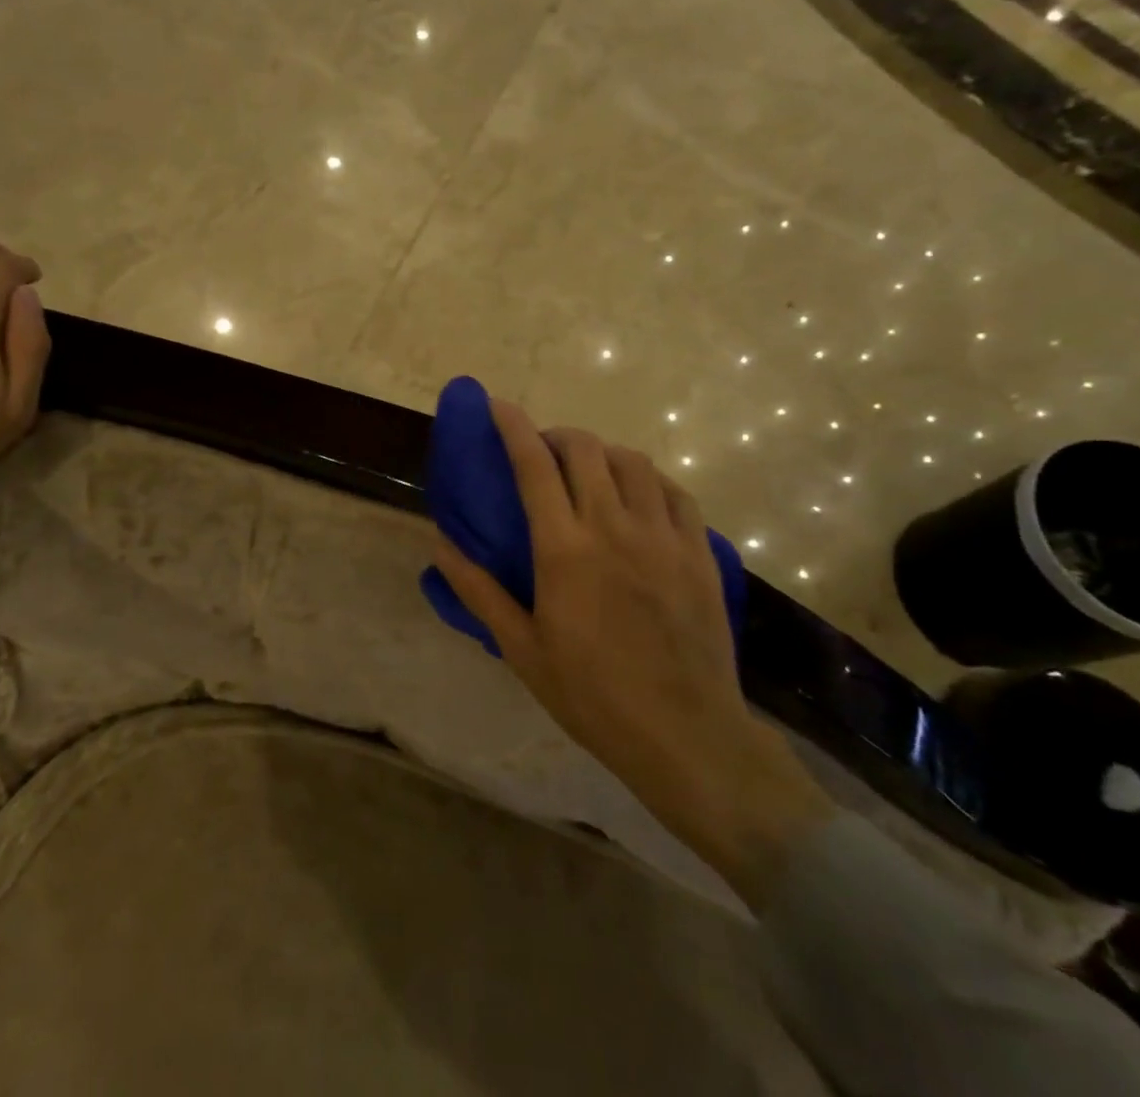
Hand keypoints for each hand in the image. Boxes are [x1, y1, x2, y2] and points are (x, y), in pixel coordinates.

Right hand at [432, 399, 830, 908]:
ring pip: (633, 462)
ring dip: (603, 453)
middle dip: (558, 436)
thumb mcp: (521, 648)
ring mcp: (663, 536)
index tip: (498, 405)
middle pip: (586, 450)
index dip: (513, 427)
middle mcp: (614, 527)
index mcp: (565, 549)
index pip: (534, 466)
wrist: (684, 733)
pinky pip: (674, 491)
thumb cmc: (591, 694)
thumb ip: (478, 589)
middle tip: (544, 451)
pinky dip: (649, 478)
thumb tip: (440, 543)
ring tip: (591, 471)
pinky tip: (640, 495)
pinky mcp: (699, 551)